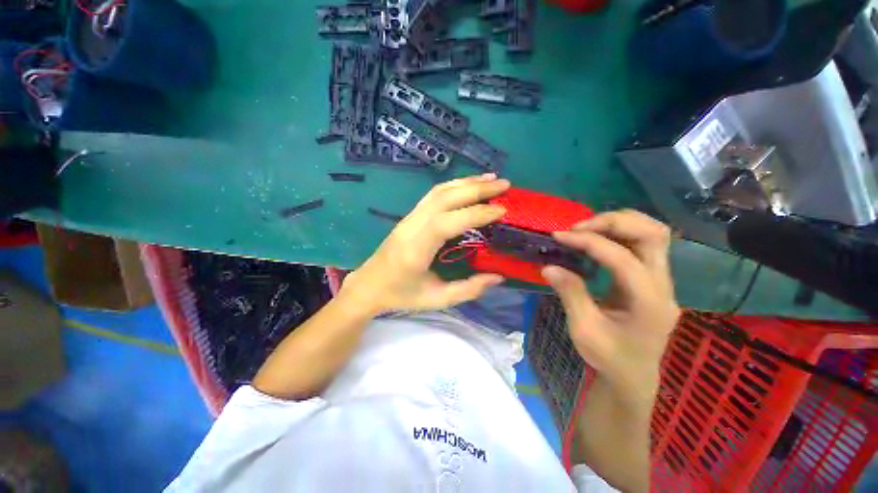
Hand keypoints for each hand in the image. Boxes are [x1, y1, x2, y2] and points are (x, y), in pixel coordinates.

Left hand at [341, 174, 510, 314]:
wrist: (369, 285)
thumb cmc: (401, 295)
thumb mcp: (436, 300)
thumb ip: (468, 289)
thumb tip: (498, 277)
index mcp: (416, 248)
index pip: (448, 222)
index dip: (476, 214)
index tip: (503, 211)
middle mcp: (412, 226)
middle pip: (445, 198)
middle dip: (476, 189)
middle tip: (505, 185)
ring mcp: (409, 218)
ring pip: (439, 191)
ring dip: (466, 182)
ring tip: (492, 179)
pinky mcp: (410, 215)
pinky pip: (434, 195)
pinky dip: (455, 186)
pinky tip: (470, 185)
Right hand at [542, 210, 679, 405]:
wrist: (634, 376)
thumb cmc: (610, 359)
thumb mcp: (585, 332)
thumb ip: (571, 295)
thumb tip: (549, 266)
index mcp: (649, 303)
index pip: (624, 258)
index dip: (592, 242)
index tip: (561, 236)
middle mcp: (665, 286)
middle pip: (652, 234)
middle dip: (615, 222)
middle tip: (582, 227)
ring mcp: (667, 281)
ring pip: (655, 233)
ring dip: (625, 223)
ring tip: (594, 228)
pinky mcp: (662, 279)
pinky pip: (650, 245)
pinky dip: (628, 234)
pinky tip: (607, 240)